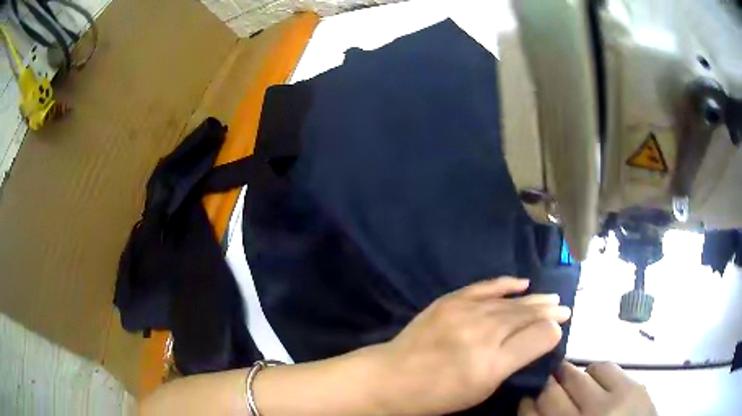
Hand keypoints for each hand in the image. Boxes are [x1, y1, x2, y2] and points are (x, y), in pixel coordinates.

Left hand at [374, 277, 571, 414]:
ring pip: (510, 302)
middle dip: (548, 312)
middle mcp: (484, 331)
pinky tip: (522, 282)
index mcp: (494, 360)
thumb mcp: (483, 388)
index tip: (561, 325)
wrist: (393, 377)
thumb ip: (515, 360)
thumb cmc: (440, 393)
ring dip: (533, 299)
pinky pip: (484, 287)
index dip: (552, 329)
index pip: (537, 336)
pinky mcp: (450, 301)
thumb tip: (544, 335)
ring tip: (551, 298)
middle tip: (564, 309)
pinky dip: (505, 284)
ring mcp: (466, 312)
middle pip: (526, 315)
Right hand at [518, 362, 656, 415]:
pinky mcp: (632, 387)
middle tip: (547, 382)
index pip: (531, 413)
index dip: (525, 401)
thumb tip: (531, 403)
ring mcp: (611, 402)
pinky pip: (605, 367)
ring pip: (578, 374)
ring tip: (575, 383)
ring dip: (571, 376)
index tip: (526, 396)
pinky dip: (595, 372)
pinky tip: (596, 382)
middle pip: (551, 391)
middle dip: (545, 383)